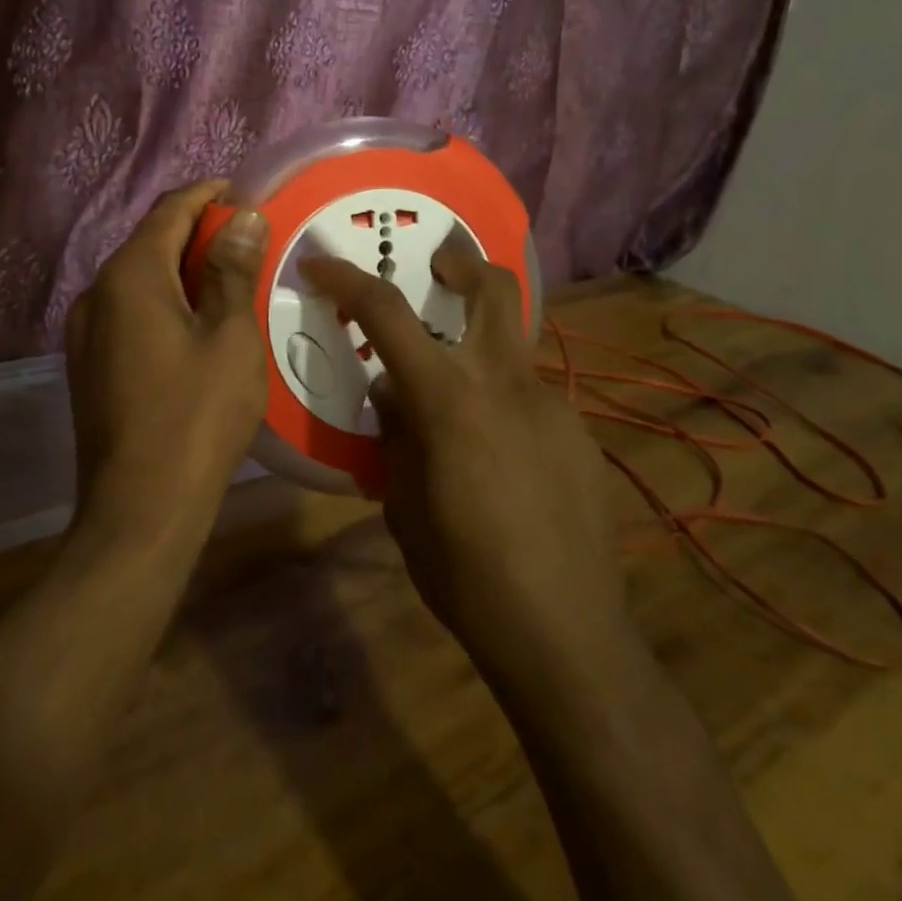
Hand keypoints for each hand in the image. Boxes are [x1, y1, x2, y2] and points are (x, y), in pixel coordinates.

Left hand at [64, 180, 270, 546]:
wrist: (139, 510)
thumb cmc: (196, 417)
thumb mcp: (230, 337)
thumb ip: (232, 269)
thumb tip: (240, 215)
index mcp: (129, 275)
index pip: (170, 209)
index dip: (209, 195)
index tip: (248, 195)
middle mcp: (97, 292)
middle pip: (152, 241)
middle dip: (200, 233)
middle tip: (250, 241)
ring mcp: (86, 330)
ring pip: (140, 278)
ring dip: (183, 269)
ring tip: (232, 281)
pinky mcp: (89, 363)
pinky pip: (130, 311)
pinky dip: (165, 301)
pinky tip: (198, 324)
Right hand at [300, 243, 625, 676]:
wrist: (567, 637)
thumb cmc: (465, 573)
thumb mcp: (402, 504)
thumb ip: (396, 435)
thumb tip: (394, 394)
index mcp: (449, 397)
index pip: (387, 314)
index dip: (347, 280)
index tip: (320, 263)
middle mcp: (505, 383)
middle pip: (495, 289)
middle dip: (463, 264)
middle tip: (439, 265)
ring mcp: (552, 406)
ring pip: (513, 349)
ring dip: (481, 349)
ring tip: (459, 404)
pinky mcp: (580, 437)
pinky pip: (532, 402)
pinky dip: (504, 407)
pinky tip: (502, 463)